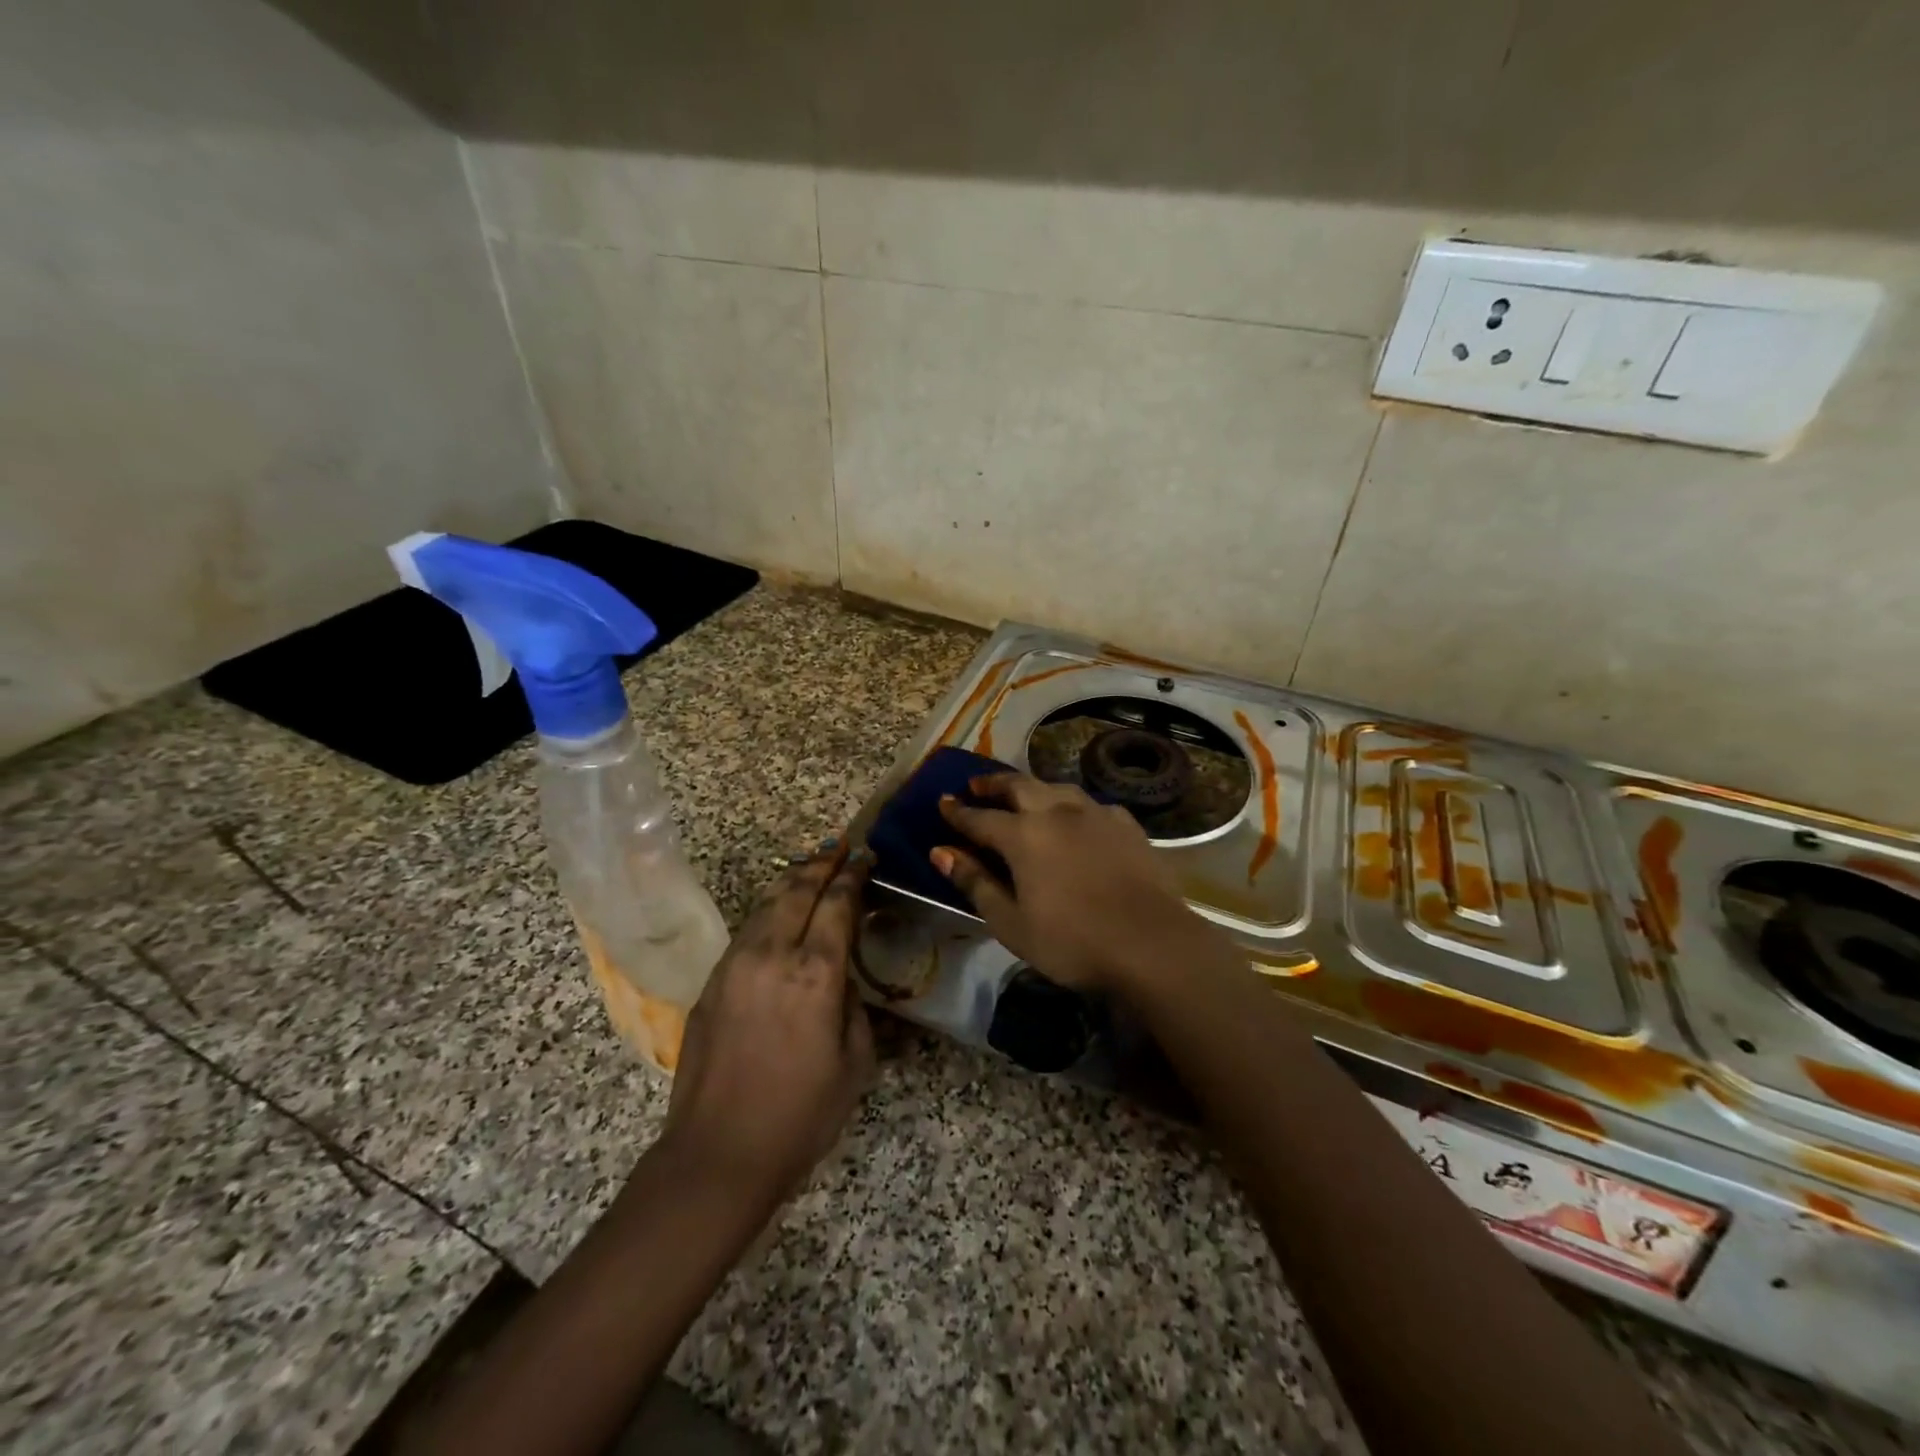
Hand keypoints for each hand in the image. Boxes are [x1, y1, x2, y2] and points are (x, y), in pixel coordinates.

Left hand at [657, 845, 874, 1211]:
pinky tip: (777, 913)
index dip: (853, 875)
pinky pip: (746, 930)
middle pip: (797, 890)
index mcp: (815, 973)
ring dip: (792, 881)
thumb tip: (843, 980)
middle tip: (840, 849)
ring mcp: (734, 965)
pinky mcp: (711, 983)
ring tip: (810, 868)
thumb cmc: (801, 1115)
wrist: (717, 1154)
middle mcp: (772, 955)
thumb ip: (855, 1008)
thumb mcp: (855, 1063)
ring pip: (766, 904)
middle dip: (822, 864)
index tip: (865, 857)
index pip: (837, 903)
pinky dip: (768, 910)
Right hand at [932, 773, 1216, 994]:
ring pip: (1056, 788)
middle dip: (993, 783)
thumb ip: (975, 883)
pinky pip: (1091, 803)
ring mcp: (1095, 814)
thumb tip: (941, 852)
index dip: (958, 811)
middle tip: (977, 784)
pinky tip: (1076, 816)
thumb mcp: (1011, 922)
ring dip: (1032, 787)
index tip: (942, 801)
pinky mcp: (1126, 824)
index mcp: (1023, 836)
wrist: (1150, 944)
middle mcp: (1056, 812)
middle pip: (1018, 786)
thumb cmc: (1071, 941)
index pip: (980, 817)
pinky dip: (1072, 804)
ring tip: (1023, 793)